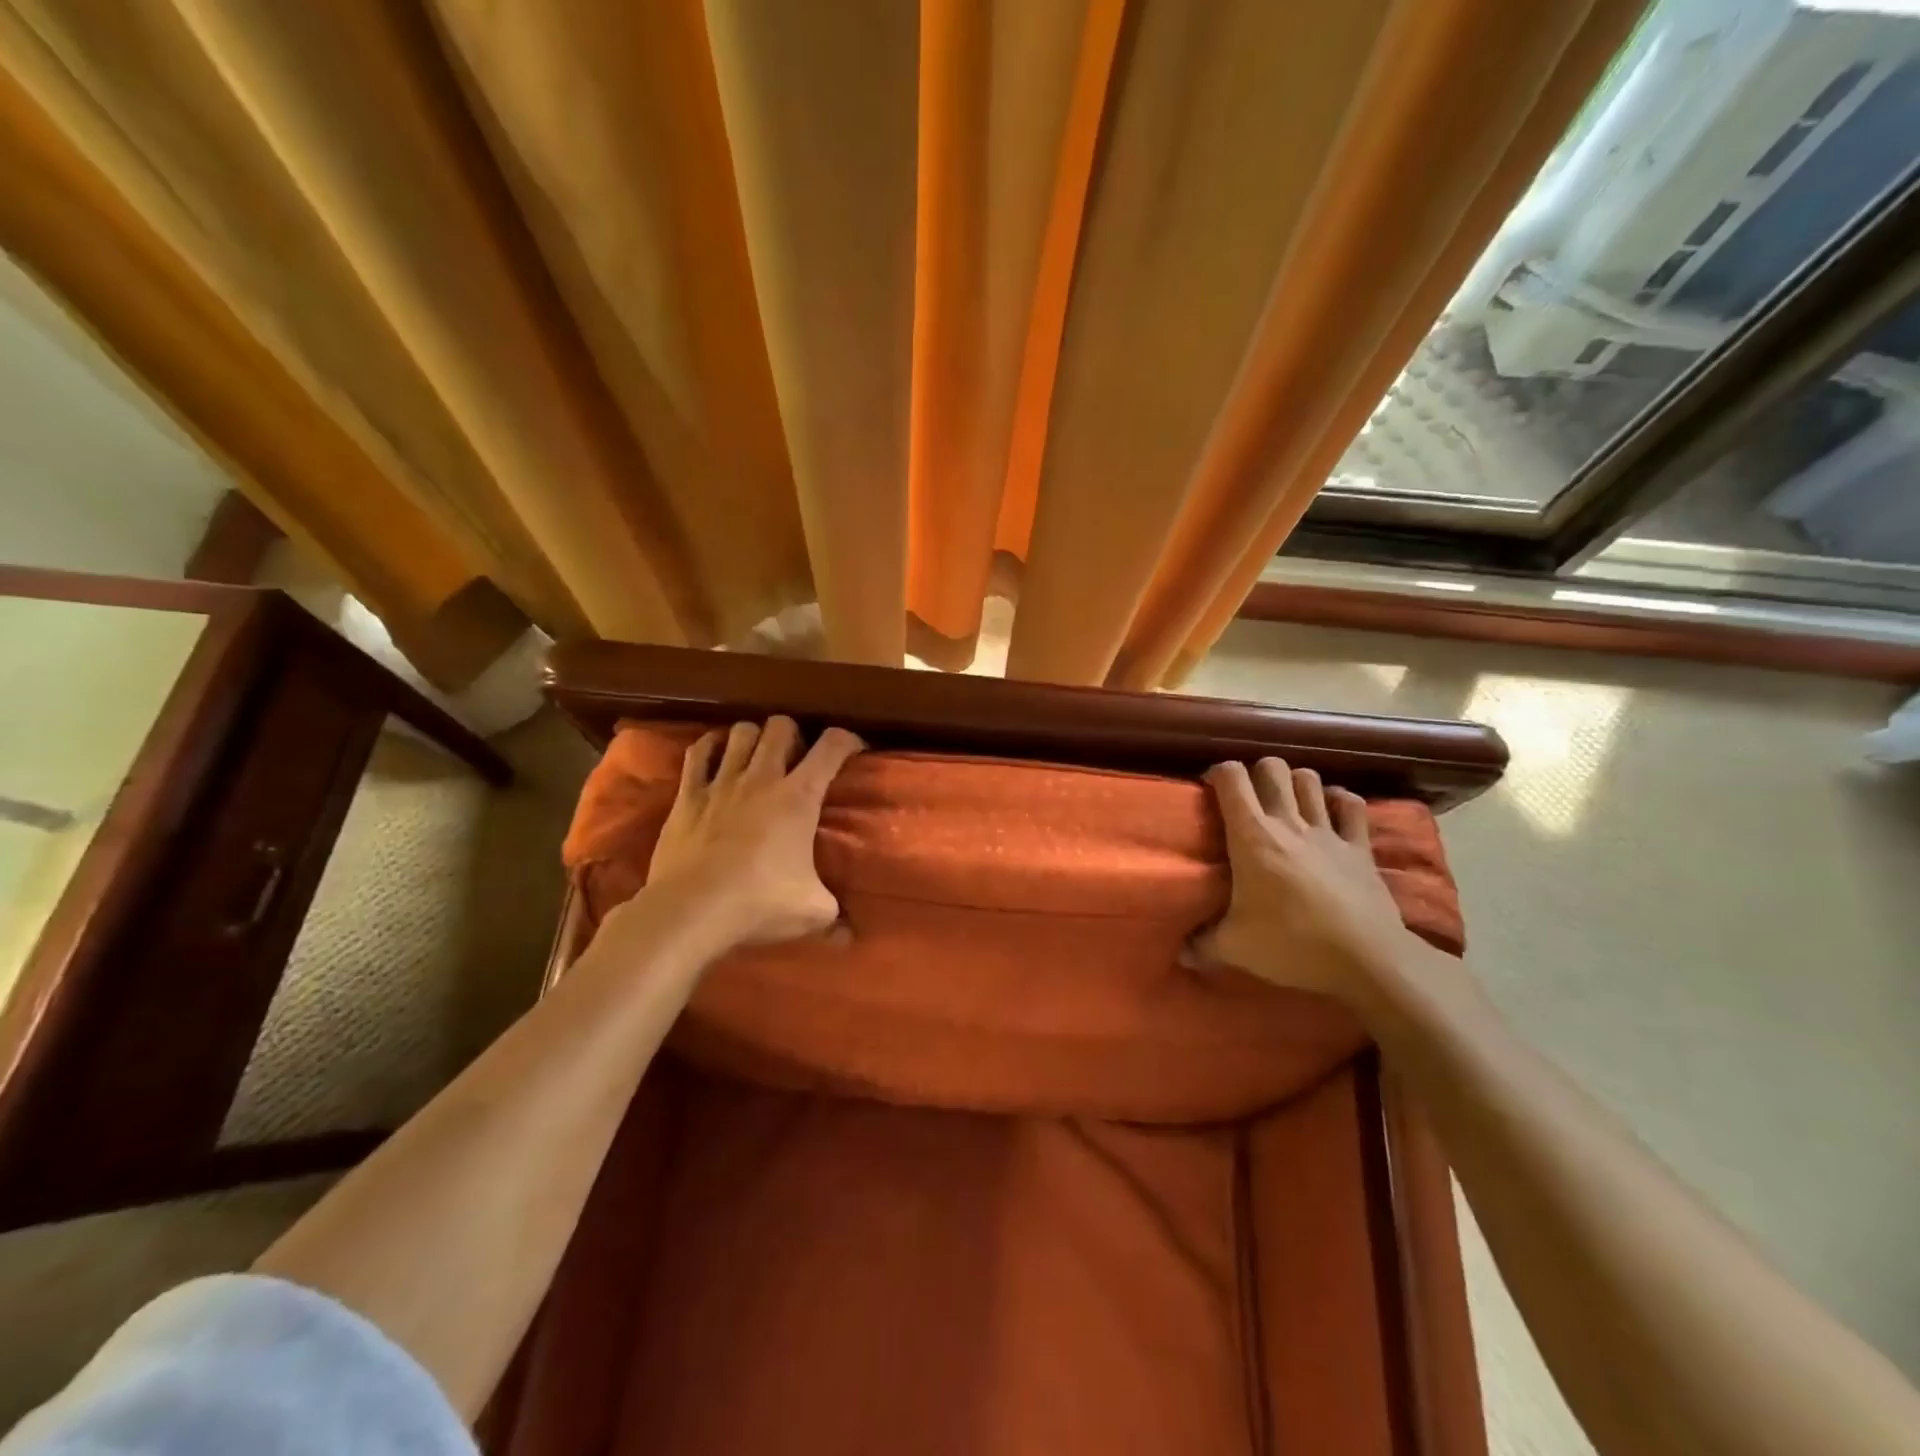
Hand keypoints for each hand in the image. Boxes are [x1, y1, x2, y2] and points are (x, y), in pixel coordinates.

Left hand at [645, 716, 863, 946]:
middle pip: (781, 726)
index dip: (848, 740)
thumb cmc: (759, 904)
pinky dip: (710, 747)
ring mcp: (722, 782)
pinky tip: (716, 755)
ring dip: (753, 737)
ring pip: (741, 731)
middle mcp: (762, 777)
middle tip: (797, 757)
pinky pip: (698, 752)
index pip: (832, 746)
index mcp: (799, 796)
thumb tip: (850, 936)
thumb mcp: (811, 913)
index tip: (854, 750)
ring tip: (757, 755)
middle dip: (794, 734)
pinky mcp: (688, 794)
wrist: (691, 910)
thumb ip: (835, 916)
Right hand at [1193, 758, 1411, 1001]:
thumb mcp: (1236, 948)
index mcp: (1252, 836)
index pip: (1232, 778)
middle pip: (1273, 768)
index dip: (1218, 774)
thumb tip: (1181, 954)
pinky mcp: (1360, 847)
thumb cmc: (1292, 944)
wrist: (1367, 959)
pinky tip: (1331, 810)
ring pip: (1310, 780)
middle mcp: (1289, 822)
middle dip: (1257, 773)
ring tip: (1286, 801)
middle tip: (1249, 798)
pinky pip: (1352, 806)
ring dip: (1295, 783)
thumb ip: (1203, 945)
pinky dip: (1339, 800)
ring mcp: (1329, 831)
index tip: (1210, 789)